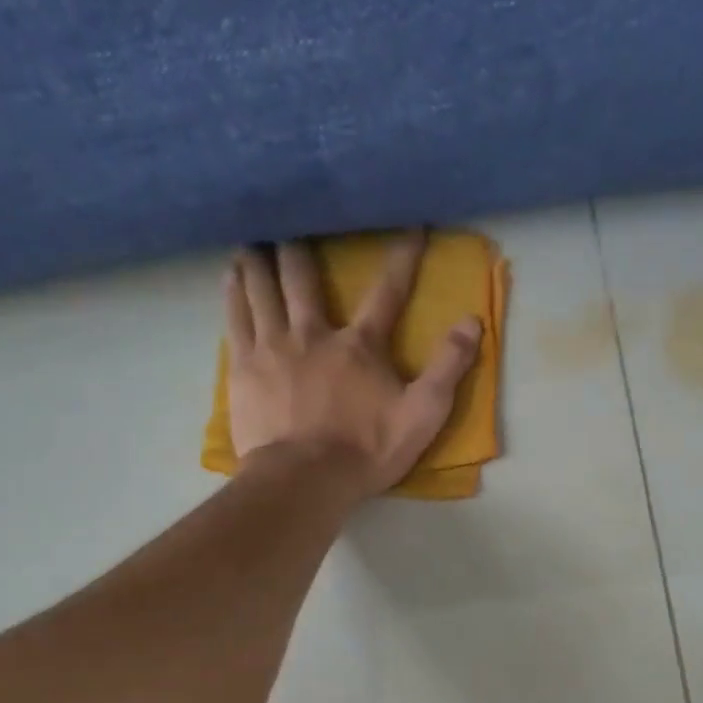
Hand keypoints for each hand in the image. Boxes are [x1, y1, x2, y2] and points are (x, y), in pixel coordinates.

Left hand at [224, 231, 481, 499]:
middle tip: (295, 224)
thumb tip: (472, 322)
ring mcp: (273, 347)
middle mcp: (313, 333)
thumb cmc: (366, 450)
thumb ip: (448, 368)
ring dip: (261, 260)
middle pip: (303, 278)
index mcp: (360, 345)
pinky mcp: (244, 368)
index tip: (412, 226)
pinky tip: (231, 276)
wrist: (304, 479)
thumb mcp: (423, 415)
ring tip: (255, 240)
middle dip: (302, 247)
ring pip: (262, 288)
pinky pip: (236, 316)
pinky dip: (234, 290)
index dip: (403, 257)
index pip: (387, 292)